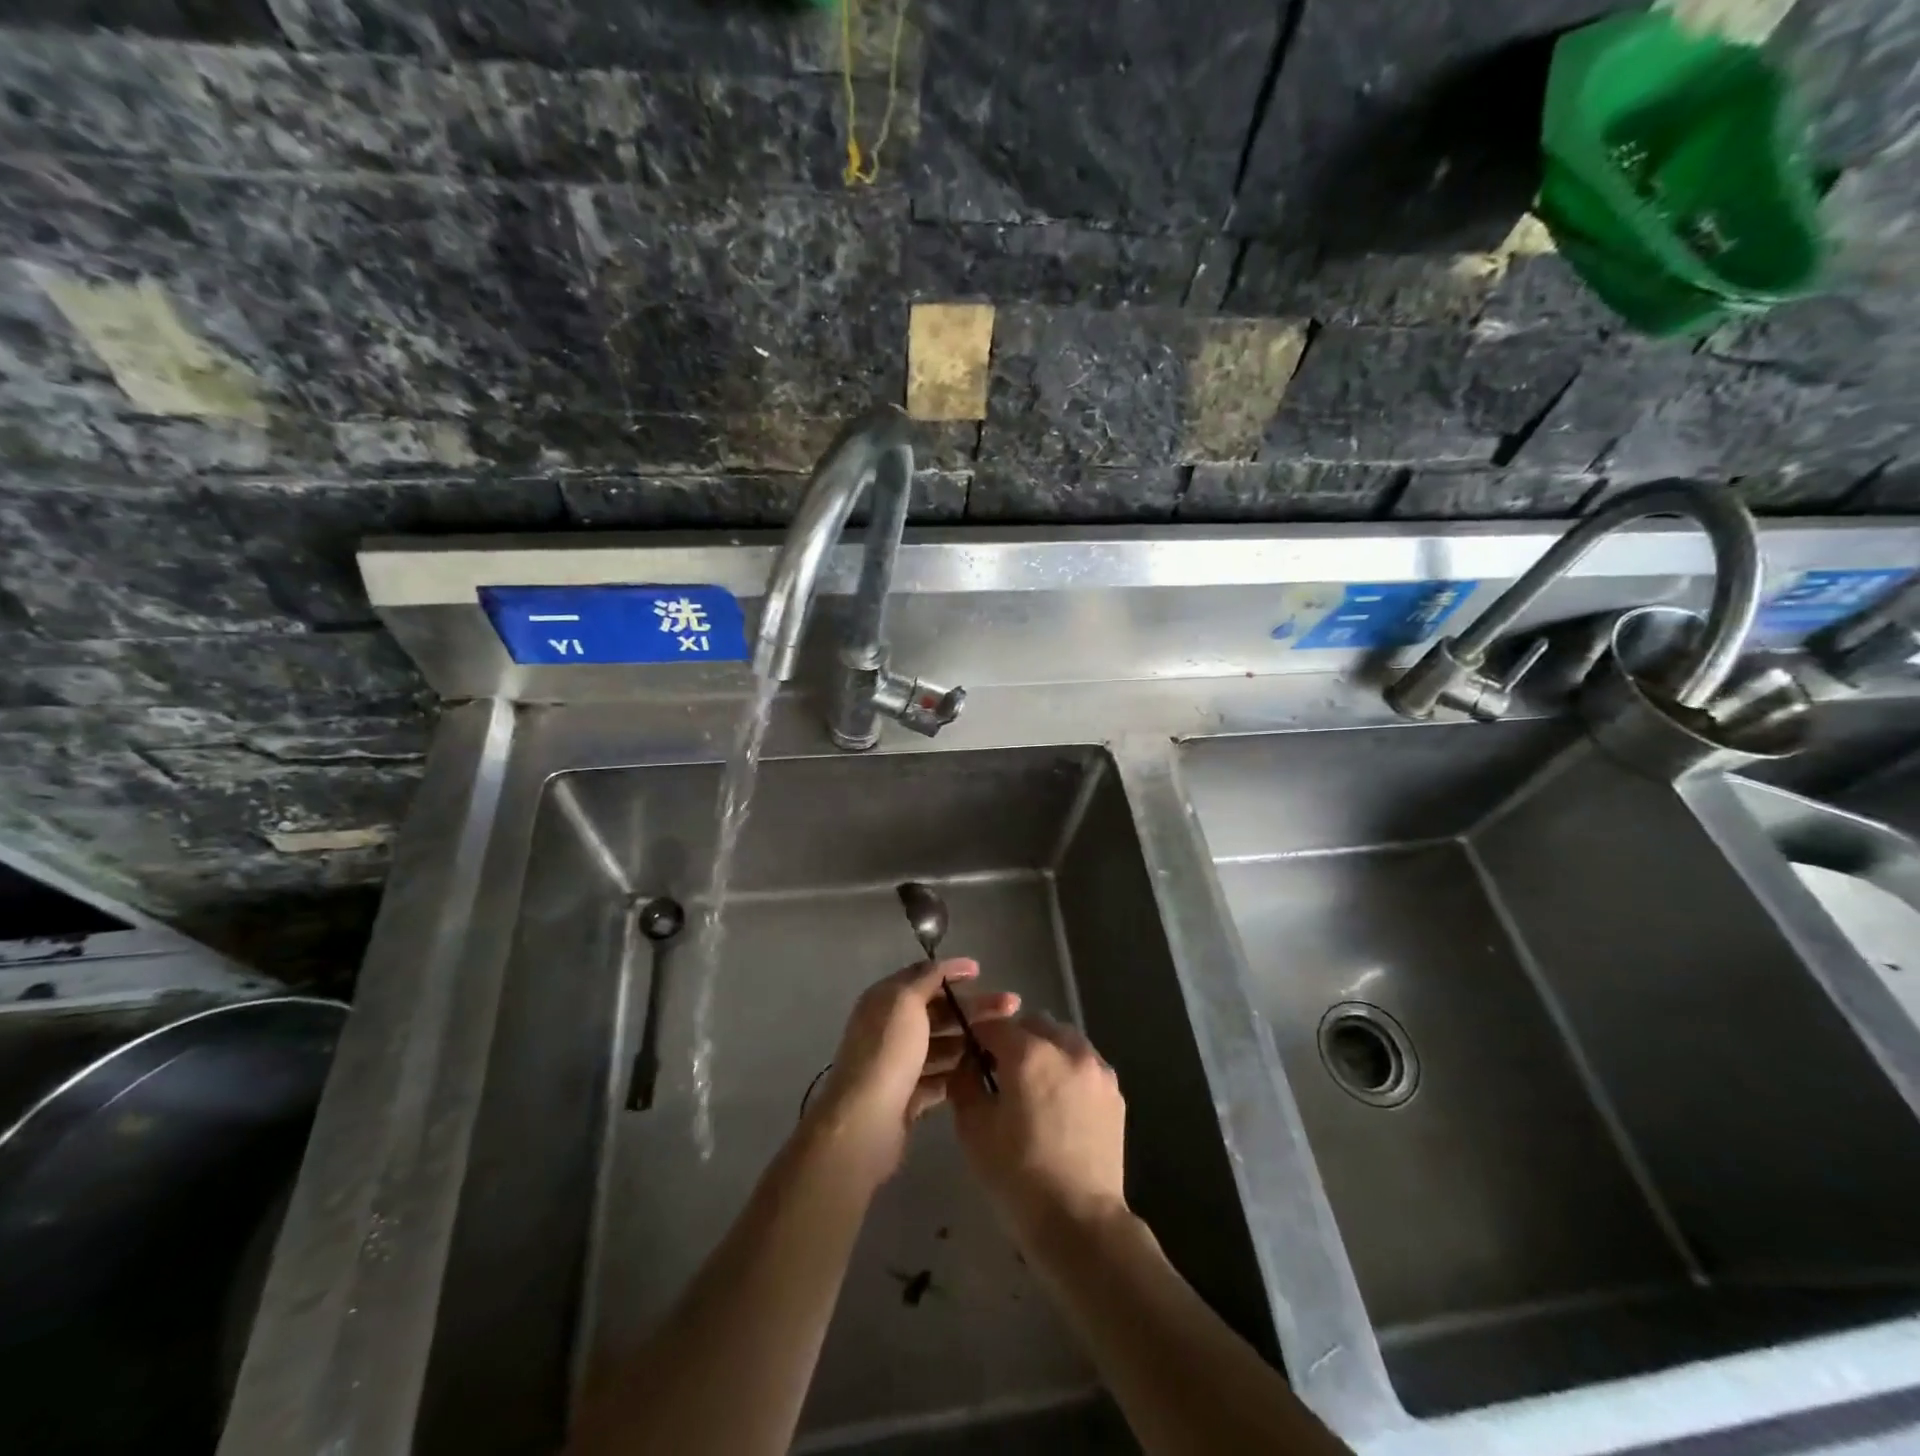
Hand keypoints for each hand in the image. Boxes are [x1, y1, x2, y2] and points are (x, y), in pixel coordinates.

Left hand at [805, 959, 1018, 1190]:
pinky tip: (986, 1068)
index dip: (950, 972)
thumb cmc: (888, 1052)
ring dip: (970, 1039)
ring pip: (942, 1044)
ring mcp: (900, 1064)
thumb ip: (925, 978)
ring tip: (1004, 1040)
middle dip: (973, 1007)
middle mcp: (890, 1028)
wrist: (865, 1122)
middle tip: (1011, 1006)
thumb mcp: (905, 1001)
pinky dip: (960, 1072)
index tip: (981, 972)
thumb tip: (942, 964)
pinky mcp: (909, 1097)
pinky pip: (940, 1077)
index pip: (922, 977)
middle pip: (938, 1011)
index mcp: (885, 1000)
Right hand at [948, 1013, 1128, 1245]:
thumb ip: (964, 1082)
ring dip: (1045, 1049)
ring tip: (1035, 1086)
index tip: (970, 1055)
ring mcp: (1096, 1068)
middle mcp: (1067, 1048)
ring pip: (1064, 1038)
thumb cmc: (1017, 1175)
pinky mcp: (1114, 1091)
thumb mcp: (973, 1128)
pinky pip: (1085, 1063)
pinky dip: (1069, 1069)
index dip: (977, 1036)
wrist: (1079, 1221)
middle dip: (1014, 1039)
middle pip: (1033, 1024)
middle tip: (1002, 1072)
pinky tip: (1061, 1103)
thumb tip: (968, 1062)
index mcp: (1029, 1052)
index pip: (994, 1025)